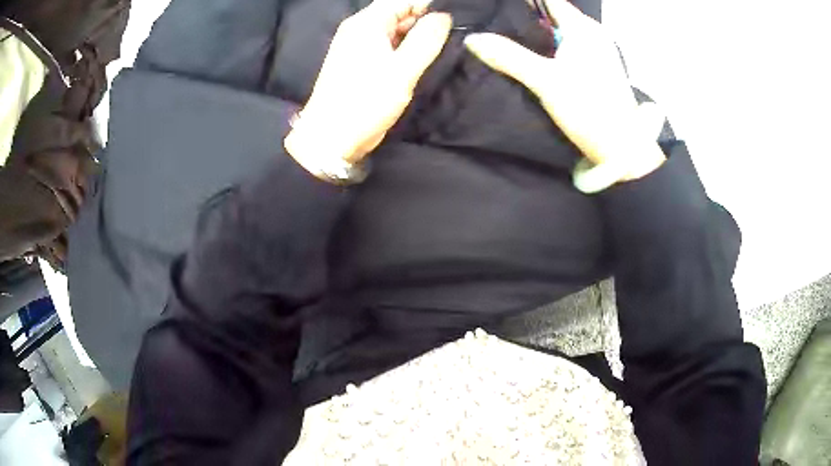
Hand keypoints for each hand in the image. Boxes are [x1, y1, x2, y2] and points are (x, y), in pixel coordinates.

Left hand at [284, 0, 451, 166]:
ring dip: (416, 34)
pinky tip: (420, 57)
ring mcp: (357, 45)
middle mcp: (360, 28)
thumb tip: (443, 17)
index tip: (453, 16)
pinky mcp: (359, 62)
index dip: (428, 4)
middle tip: (451, 34)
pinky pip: (386, 44)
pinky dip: (404, 47)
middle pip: (398, 12)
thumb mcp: (403, 70)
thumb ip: (426, 40)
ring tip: (440, 45)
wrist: (330, 137)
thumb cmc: (365, 101)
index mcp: (367, 23)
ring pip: (394, 29)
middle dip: (424, 19)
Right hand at [464, 0, 664, 180]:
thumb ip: (509, 56)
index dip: (523, 2)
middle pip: (551, 14)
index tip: (496, 7)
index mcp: (582, 28)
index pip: (548, 0)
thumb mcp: (545, 81)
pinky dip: (545, 47)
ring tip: (501, 36)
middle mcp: (591, 34)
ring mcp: (595, 52)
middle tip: (493, 23)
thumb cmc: (589, 109)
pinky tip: (527, 56)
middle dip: (523, 17)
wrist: (622, 150)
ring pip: (557, 31)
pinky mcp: (594, 69)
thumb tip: (472, 39)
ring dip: (533, 33)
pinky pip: (564, 47)